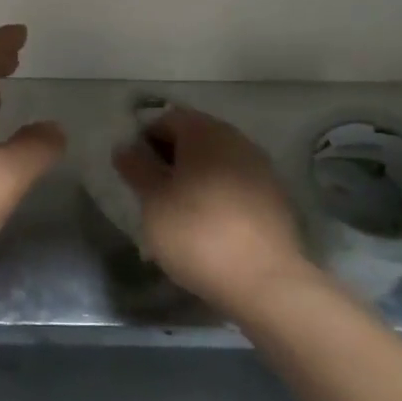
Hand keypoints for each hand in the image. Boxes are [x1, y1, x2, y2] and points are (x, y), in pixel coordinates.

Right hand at [113, 106, 309, 310]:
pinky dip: (218, 197)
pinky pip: (236, 185)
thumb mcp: (153, 200)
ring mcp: (261, 168)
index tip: (135, 173)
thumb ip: (136, 168)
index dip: (145, 141)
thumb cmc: (197, 232)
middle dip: (170, 160)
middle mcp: (236, 139)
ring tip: (178, 215)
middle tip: (153, 194)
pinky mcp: (275, 198)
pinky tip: (209, 228)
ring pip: (216, 163)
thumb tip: (126, 146)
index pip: (167, 119)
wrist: (265, 281)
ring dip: (194, 179)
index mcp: (205, 131)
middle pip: (194, 139)